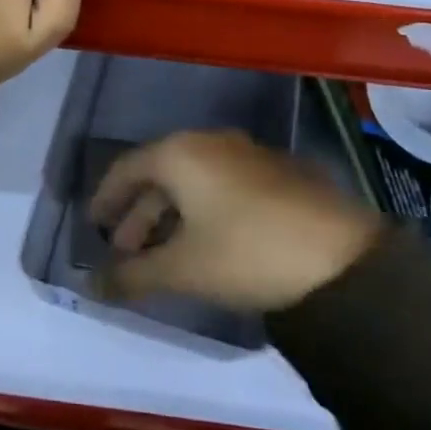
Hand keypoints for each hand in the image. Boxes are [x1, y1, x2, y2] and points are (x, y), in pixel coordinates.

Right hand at [90, 131, 378, 311]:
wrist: (341, 257)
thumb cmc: (247, 252)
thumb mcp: (183, 268)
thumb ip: (132, 276)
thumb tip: (89, 287)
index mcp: (180, 152)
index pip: (127, 167)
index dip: (106, 198)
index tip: (93, 226)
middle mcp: (210, 142)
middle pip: (160, 173)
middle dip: (139, 214)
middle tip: (125, 251)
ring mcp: (247, 154)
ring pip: (193, 180)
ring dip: (171, 215)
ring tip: (163, 254)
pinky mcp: (275, 173)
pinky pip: (221, 185)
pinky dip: (202, 211)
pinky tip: (207, 243)